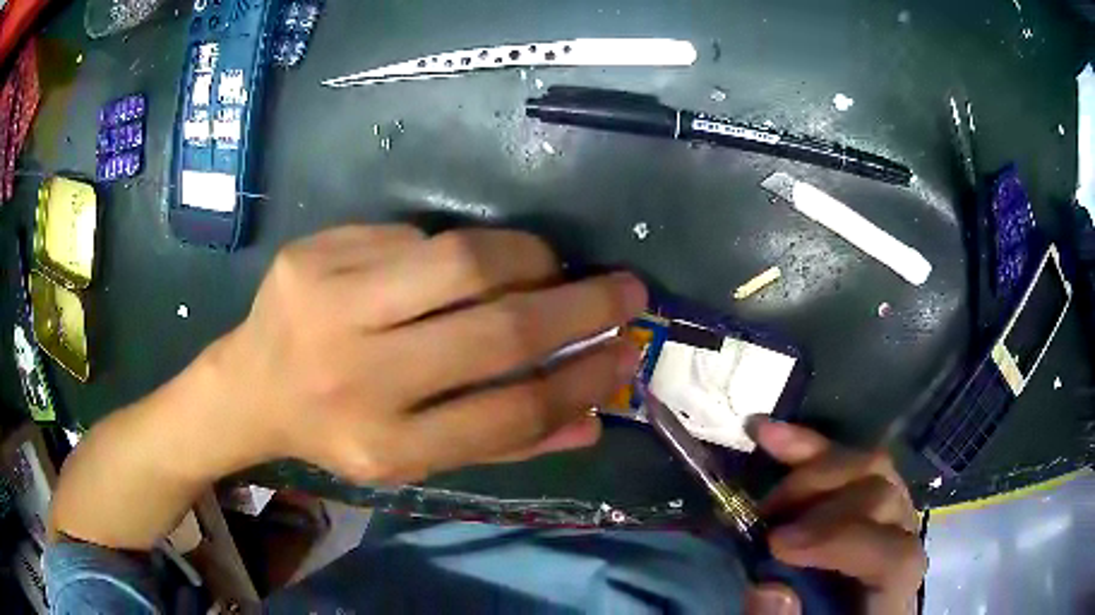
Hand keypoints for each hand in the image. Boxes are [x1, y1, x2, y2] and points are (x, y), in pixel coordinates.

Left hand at [209, 225, 646, 483]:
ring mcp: (327, 304)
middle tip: (625, 290)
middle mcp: (355, 377)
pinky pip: (415, 237)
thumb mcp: (413, 458)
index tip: (628, 355)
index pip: (510, 414)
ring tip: (553, 265)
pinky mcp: (313, 252)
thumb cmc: (335, 431)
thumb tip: (593, 419)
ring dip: (528, 258)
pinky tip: (467, 265)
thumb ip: (501, 443)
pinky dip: (462, 248)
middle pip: (495, 331)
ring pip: (460, 261)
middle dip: (581, 307)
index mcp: (384, 446)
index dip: (582, 381)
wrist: (249, 384)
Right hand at [745, 420, 925, 614]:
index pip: (895, 557)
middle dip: (820, 501)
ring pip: (873, 468)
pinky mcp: (871, 501)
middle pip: (885, 496)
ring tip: (767, 493)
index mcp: (893, 595)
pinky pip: (850, 463)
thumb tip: (770, 587)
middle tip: (765, 521)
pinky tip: (770, 433)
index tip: (778, 545)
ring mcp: (893, 517)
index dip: (843, 541)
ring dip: (814, 468)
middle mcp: (905, 546)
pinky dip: (809, 448)